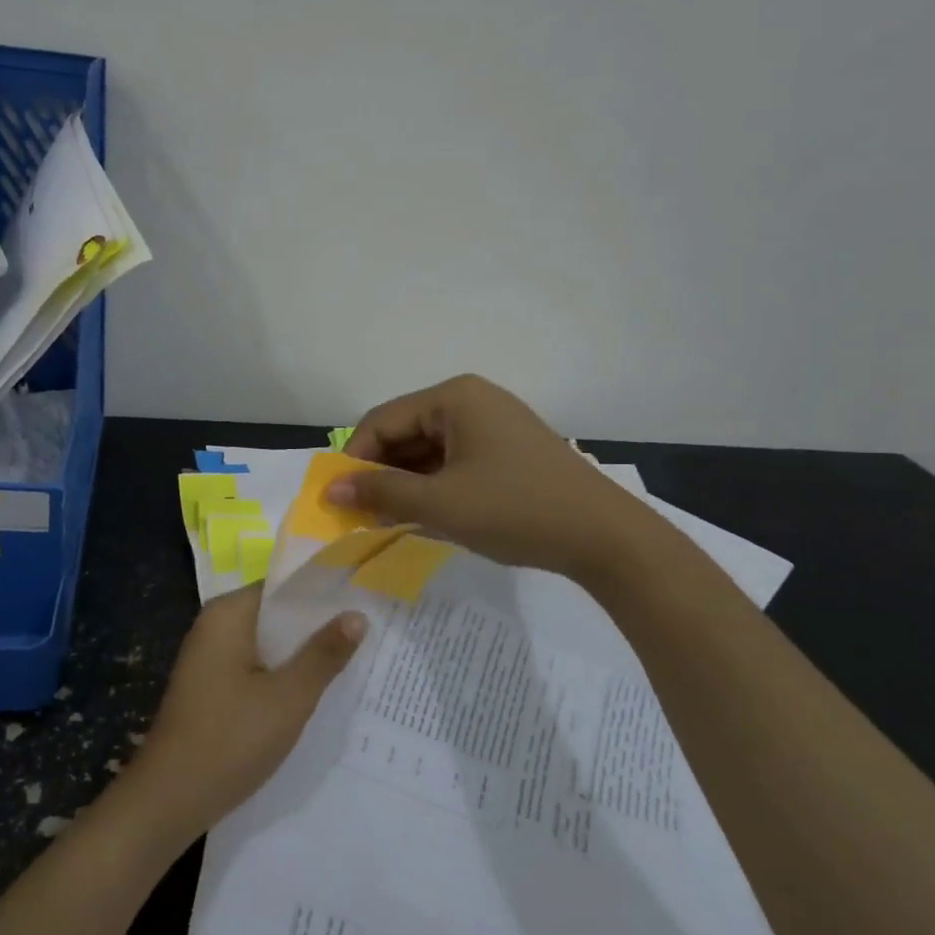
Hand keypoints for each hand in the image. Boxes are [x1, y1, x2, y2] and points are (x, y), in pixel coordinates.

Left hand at [120, 585, 366, 842]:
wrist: (169, 799)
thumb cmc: (230, 740)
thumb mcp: (289, 697)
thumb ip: (324, 654)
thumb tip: (357, 615)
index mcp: (228, 614)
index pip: (284, 586)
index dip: (324, 593)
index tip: (364, 600)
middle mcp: (215, 626)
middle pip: (276, 614)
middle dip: (318, 625)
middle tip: (370, 631)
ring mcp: (210, 657)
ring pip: (268, 643)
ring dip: (302, 653)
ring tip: (355, 658)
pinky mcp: (211, 686)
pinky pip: (255, 666)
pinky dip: (282, 673)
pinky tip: (315, 689)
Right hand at [333, 373, 627, 575]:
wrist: (604, 536)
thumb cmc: (516, 510)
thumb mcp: (442, 504)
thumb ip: (382, 494)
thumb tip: (330, 490)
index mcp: (454, 398)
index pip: (382, 421)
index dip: (353, 460)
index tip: (337, 500)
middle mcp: (472, 400)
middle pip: (405, 432)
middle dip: (380, 473)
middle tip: (360, 516)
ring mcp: (493, 425)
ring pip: (429, 450)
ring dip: (405, 483)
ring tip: (388, 521)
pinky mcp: (507, 450)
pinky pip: (454, 461)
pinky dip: (433, 486)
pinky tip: (424, 515)